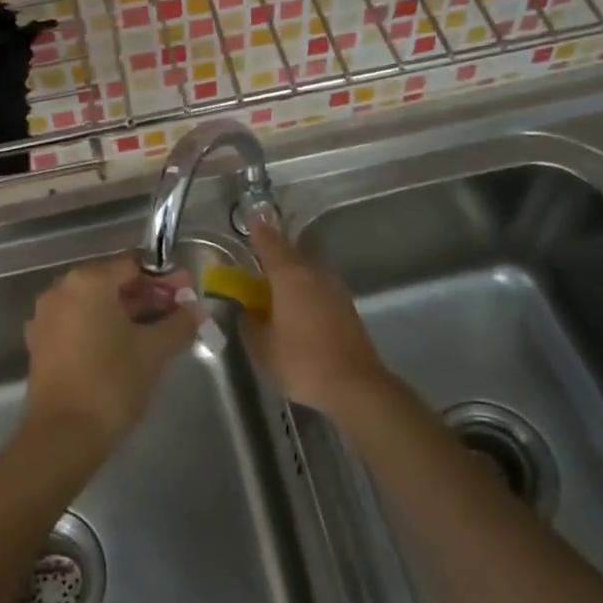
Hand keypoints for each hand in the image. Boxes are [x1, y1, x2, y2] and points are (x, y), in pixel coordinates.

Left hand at [24, 256, 199, 452]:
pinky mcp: (41, 344)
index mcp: (88, 281)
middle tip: (178, 314)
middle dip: (147, 296)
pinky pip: (80, 324)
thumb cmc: (111, 382)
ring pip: (96, 305)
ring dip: (127, 314)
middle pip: (113, 283)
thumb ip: (178, 323)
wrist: (62, 436)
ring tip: (157, 333)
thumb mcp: (153, 350)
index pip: (133, 266)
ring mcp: (47, 317)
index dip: (164, 280)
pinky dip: (104, 329)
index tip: (187, 296)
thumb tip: (196, 309)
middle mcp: (62, 290)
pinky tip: (127, 349)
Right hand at [243, 218, 390, 419]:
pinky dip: (304, 292)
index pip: (269, 243)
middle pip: (289, 256)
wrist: (356, 386)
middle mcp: (313, 273)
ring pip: (305, 273)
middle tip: (256, 263)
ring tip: (274, 292)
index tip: (251, 216)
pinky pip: (317, 289)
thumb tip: (246, 310)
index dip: (258, 230)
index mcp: (289, 276)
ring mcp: (334, 288)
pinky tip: (297, 311)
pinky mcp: (346, 306)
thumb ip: (248, 323)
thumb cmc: (302, 362)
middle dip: (272, 256)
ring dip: (290, 276)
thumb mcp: (262, 348)